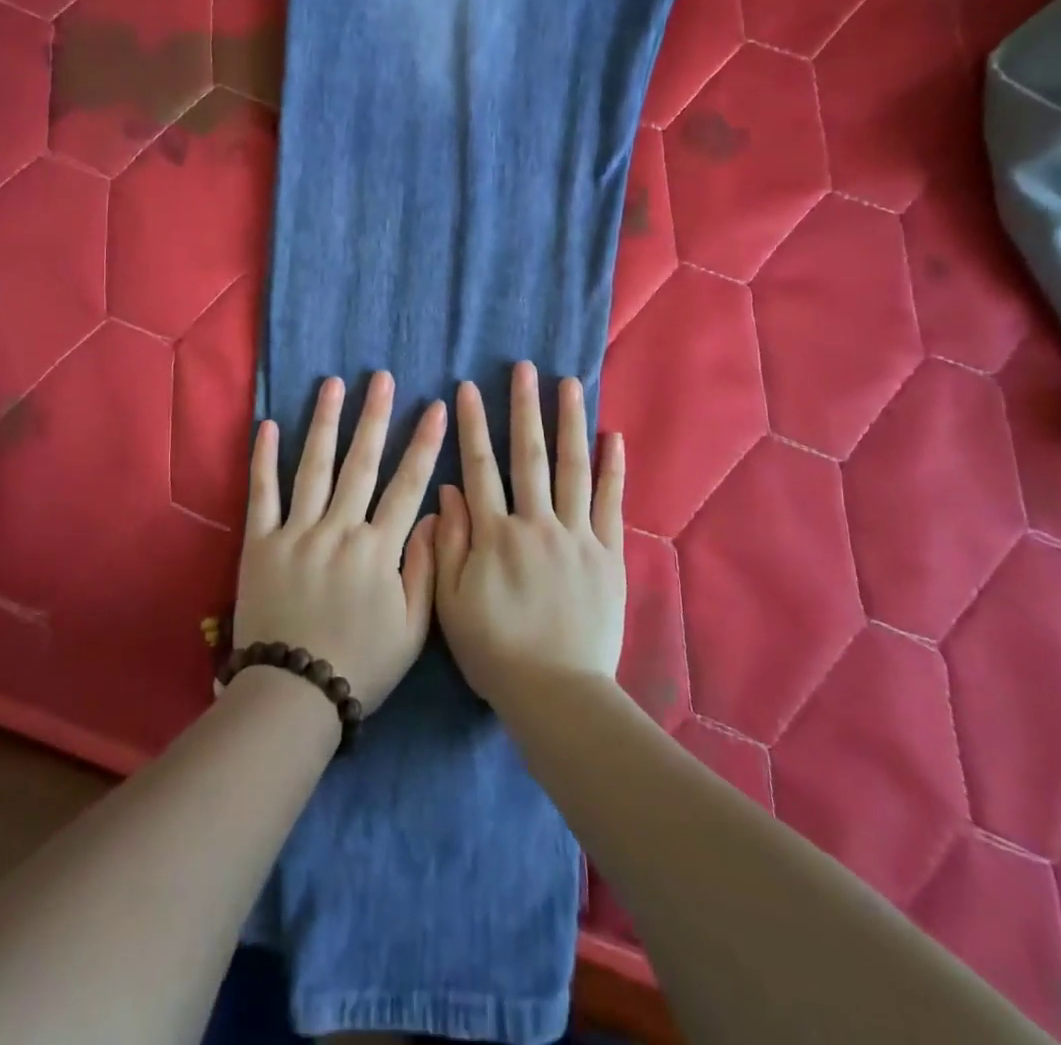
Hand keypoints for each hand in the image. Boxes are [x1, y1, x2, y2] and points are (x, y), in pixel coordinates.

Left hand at [234, 371, 446, 714]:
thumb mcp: (411, 629)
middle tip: (382, 377)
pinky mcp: (260, 542)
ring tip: (333, 384)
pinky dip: (264, 458)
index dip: (424, 444)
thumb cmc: (360, 664)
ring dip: (325, 422)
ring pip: (314, 467)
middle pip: (361, 463)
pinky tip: (269, 425)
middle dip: (375, 416)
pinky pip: (262, 493)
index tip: (436, 407)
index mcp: (378, 549)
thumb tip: (431, 515)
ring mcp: (296, 532)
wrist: (294, 694)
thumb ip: (424, 568)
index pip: (407, 485)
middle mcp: (339, 529)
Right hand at [433, 361, 626, 710]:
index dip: (472, 425)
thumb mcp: (450, 602)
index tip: (466, 389)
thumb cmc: (495, 651)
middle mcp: (536, 523)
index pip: (479, 466)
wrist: (556, 693)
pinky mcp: (608, 553)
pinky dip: (613, 468)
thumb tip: (447, 490)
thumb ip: (448, 542)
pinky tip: (612, 436)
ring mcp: (577, 535)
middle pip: (529, 455)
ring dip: (569, 422)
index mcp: (494, 534)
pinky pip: (611, 502)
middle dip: (524, 407)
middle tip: (524, 367)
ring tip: (567, 383)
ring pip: (573, 467)